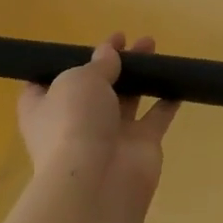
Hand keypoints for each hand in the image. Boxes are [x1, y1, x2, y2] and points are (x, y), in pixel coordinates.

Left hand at [16, 34, 180, 206]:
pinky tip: (177, 81)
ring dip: (139, 76)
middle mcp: (74, 122)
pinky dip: (166, 100)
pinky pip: (155, 118)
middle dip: (112, 63)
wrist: (98, 180)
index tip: (86, 44)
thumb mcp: (79, 80)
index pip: (47, 82)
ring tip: (155, 49)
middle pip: (94, 87)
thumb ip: (98, 64)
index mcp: (44, 107)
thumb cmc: (74, 123)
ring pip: (126, 99)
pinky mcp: (140, 145)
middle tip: (132, 41)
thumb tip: (109, 53)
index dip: (65, 62)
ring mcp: (109, 135)